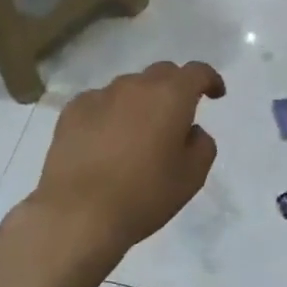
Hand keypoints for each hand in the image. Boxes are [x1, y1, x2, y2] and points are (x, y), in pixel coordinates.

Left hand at [21, 61, 225, 283]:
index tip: (215, 94)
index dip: (210, 80)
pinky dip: (109, 114)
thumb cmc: (144, 195)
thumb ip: (202, 145)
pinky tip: (105, 142)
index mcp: (171, 96)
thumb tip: (190, 130)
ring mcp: (99, 95)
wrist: (78, 214)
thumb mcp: (192, 177)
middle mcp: (135, 86)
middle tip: (176, 117)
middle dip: (175, 88)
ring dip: (140, 102)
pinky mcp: (72, 111)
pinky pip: (100, 103)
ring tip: (137, 134)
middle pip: (162, 74)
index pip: (196, 72)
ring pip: (129, 88)